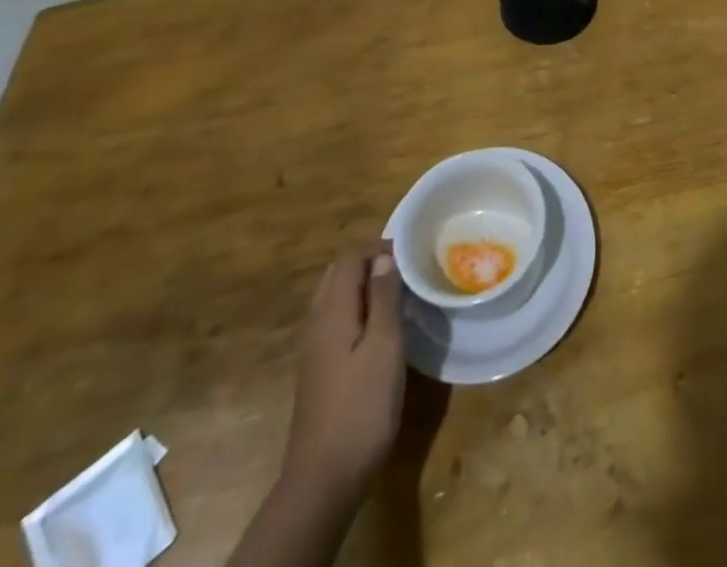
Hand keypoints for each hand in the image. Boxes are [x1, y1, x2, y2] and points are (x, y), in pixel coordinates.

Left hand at [282, 244, 405, 493]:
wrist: (324, 479)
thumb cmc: (361, 406)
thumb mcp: (384, 345)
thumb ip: (384, 297)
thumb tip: (384, 257)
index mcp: (331, 310)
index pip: (351, 257)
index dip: (380, 248)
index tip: (413, 255)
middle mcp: (316, 321)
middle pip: (340, 274)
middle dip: (372, 264)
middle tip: (408, 272)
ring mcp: (313, 347)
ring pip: (337, 298)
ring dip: (366, 288)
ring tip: (400, 297)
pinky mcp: (318, 368)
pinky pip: (336, 321)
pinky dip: (358, 311)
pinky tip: (382, 331)